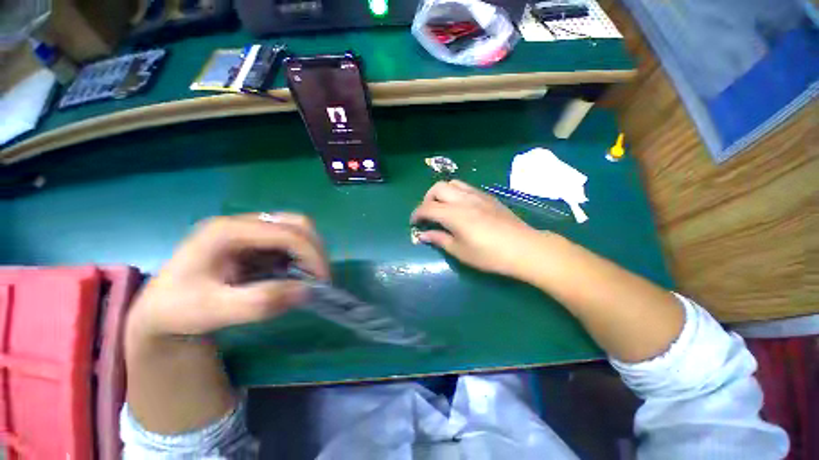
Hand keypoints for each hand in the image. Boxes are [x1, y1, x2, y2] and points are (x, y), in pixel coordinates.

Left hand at [130, 213, 328, 336]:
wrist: (161, 309)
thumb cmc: (179, 310)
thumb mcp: (214, 312)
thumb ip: (261, 302)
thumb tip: (308, 291)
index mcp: (228, 231)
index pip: (287, 233)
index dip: (312, 255)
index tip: (322, 282)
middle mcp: (242, 222)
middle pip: (297, 223)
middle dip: (315, 250)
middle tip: (318, 278)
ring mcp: (249, 229)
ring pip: (297, 230)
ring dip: (309, 252)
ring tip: (307, 277)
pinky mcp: (254, 239)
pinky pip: (289, 241)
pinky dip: (300, 257)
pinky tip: (294, 274)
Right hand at [411, 180, 553, 279]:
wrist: (523, 248)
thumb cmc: (489, 254)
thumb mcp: (460, 251)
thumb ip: (439, 239)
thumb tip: (423, 235)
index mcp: (453, 214)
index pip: (427, 208)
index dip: (416, 214)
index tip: (413, 223)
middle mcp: (463, 199)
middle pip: (437, 188)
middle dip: (427, 199)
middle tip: (428, 215)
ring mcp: (477, 195)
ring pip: (452, 183)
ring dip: (441, 193)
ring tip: (442, 208)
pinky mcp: (487, 196)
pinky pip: (466, 187)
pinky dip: (455, 193)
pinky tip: (460, 207)